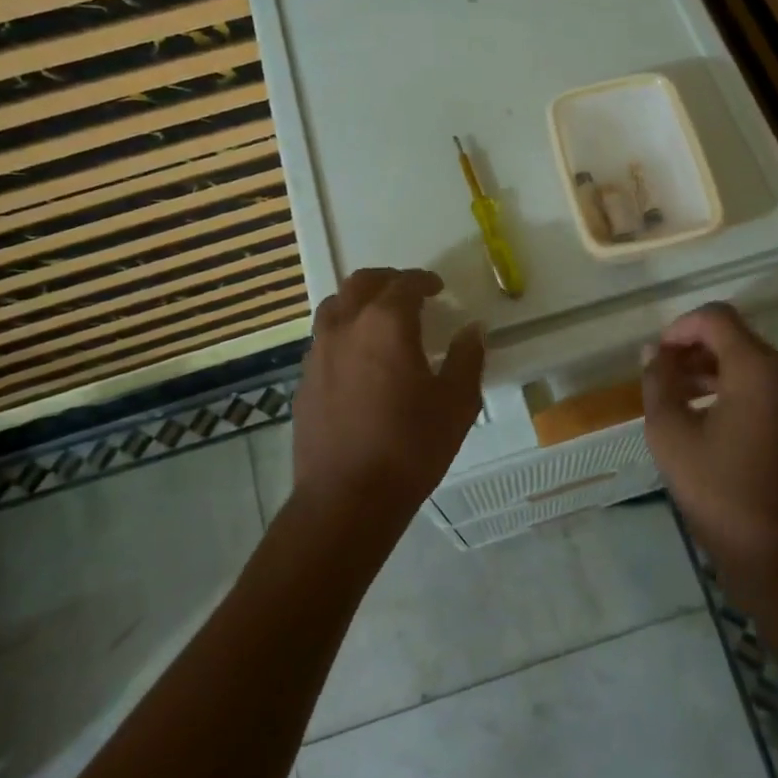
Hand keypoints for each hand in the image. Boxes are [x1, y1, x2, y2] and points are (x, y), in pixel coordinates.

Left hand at [291, 268, 485, 533]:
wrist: (347, 497)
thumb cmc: (410, 447)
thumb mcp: (456, 403)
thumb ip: (467, 358)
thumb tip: (473, 329)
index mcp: (386, 324)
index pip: (404, 284)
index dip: (423, 280)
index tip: (437, 287)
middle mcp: (346, 327)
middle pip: (361, 283)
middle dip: (387, 280)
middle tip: (408, 293)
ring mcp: (318, 353)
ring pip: (334, 306)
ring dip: (359, 301)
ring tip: (380, 319)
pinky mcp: (304, 380)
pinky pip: (323, 339)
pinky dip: (344, 332)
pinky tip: (359, 359)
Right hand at [641, 303, 777, 582]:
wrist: (775, 555)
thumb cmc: (718, 491)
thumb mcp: (670, 434)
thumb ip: (658, 383)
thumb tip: (654, 353)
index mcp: (758, 370)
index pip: (717, 319)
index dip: (680, 327)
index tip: (656, 357)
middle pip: (735, 338)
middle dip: (693, 349)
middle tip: (660, 376)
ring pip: (749, 362)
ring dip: (710, 369)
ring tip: (675, 395)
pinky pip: (763, 386)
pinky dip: (731, 388)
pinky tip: (703, 415)